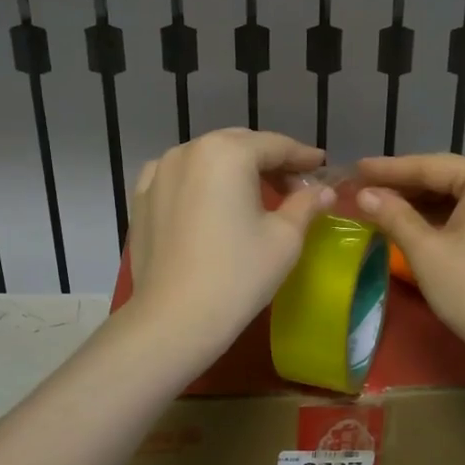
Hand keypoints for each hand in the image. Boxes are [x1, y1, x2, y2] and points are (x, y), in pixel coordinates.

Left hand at [126, 129, 333, 361]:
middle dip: (268, 161)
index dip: (302, 156)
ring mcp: (159, 172)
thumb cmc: (238, 275)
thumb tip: (323, 190)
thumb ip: (306, 204)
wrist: (175, 319)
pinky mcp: (141, 197)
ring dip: (234, 169)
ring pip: (207, 158)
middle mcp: (189, 150)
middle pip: (239, 145)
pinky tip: (211, 200)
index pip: (275, 145)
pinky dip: (201, 181)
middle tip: (294, 185)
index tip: (321, 166)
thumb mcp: (285, 238)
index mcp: (227, 152)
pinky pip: (179, 176)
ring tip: (255, 193)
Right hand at [354, 154, 464, 369]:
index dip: (388, 169)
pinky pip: (462, 212)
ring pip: (450, 196)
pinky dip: (433, 217)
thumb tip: (362, 194)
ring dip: (414, 202)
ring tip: (374, 203)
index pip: (429, 166)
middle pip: (441, 177)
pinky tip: (404, 221)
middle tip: (359, 187)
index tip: (353, 167)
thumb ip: (393, 215)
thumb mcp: (425, 251)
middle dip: (400, 186)